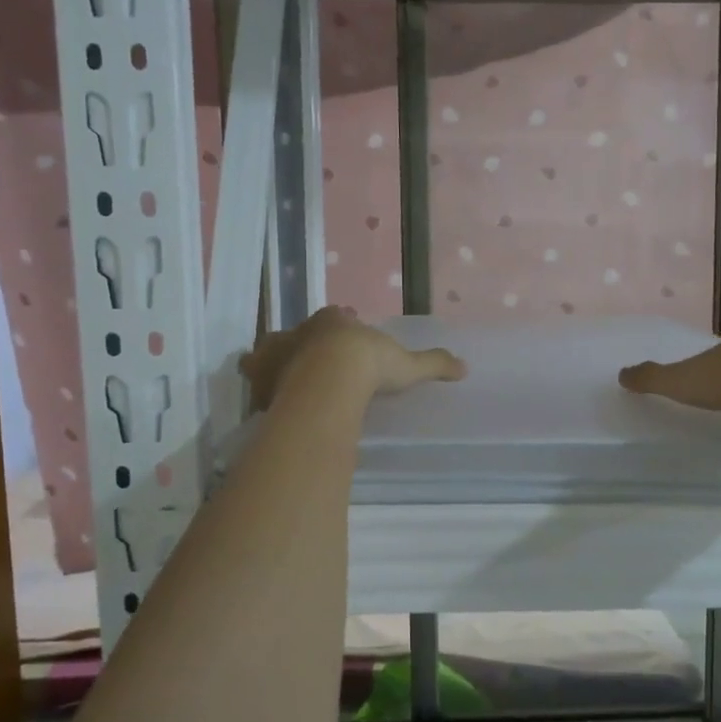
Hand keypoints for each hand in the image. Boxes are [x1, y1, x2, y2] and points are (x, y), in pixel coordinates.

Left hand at [239, 306, 466, 410]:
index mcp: (333, 321)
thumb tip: (464, 367)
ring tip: (282, 380)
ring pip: (266, 352)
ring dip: (272, 362)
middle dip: (300, 343)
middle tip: (310, 360)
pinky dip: (260, 390)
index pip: (334, 316)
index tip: (347, 333)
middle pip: (296, 332)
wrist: (330, 380)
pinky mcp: (262, 378)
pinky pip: (256, 382)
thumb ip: (433, 364)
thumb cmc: (369, 365)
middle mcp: (301, 331)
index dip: (341, 324)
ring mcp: (277, 353)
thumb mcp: (407, 365)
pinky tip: (267, 405)